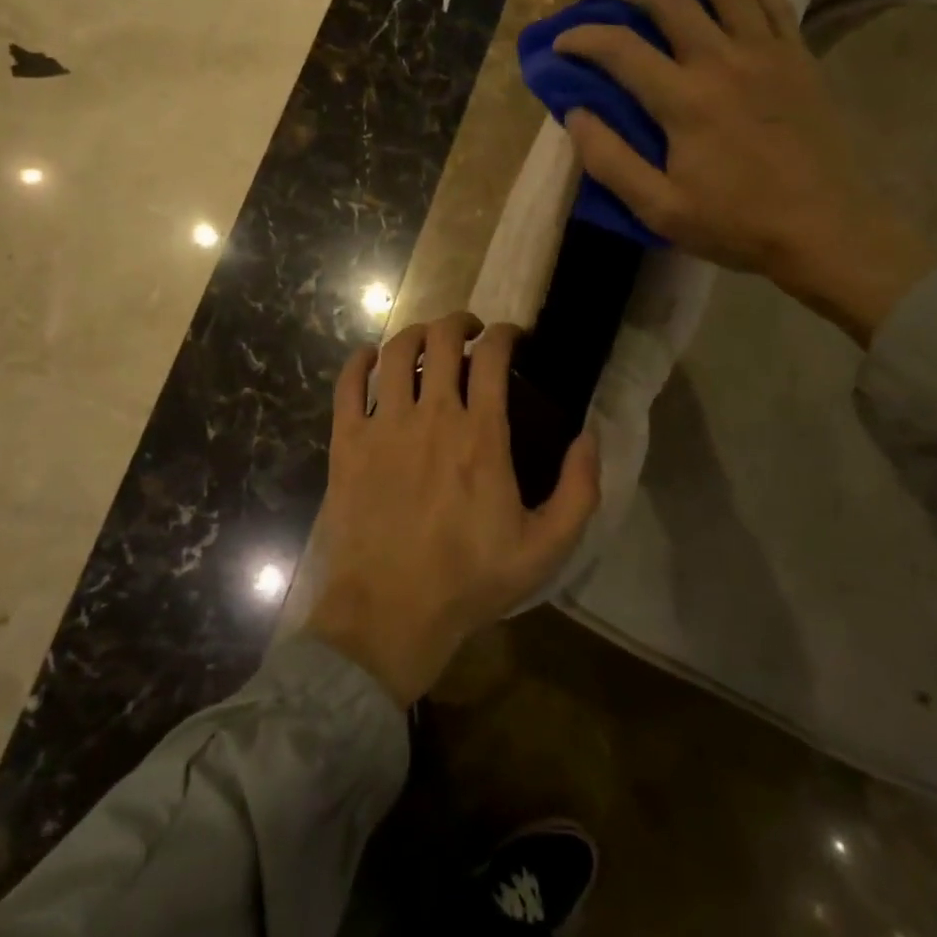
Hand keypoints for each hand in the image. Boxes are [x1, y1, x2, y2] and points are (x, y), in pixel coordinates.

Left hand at [301, 313, 600, 706]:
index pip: (492, 357)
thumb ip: (578, 490)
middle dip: (459, 322)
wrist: (389, 613)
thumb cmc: (469, 580)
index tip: (510, 337)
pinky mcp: (346, 442)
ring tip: (426, 341)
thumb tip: (590, 437)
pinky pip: (347, 384)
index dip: (504, 334)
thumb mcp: (544, 548)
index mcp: (480, 435)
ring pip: (396, 352)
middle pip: (441, 339)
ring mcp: (383, 426)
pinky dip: (359, 361)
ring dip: (414, 334)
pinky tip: (369, 359)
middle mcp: (431, 416)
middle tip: (469, 332)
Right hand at [553, 0, 936, 344]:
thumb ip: (611, 161)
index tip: (560, 42)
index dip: (582, 38)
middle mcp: (722, 62)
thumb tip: (575, 116)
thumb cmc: (737, 224)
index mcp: (684, 102)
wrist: (825, 229)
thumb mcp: (660, 209)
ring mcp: (765, 52)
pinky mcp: (795, 55)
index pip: (619, 50)